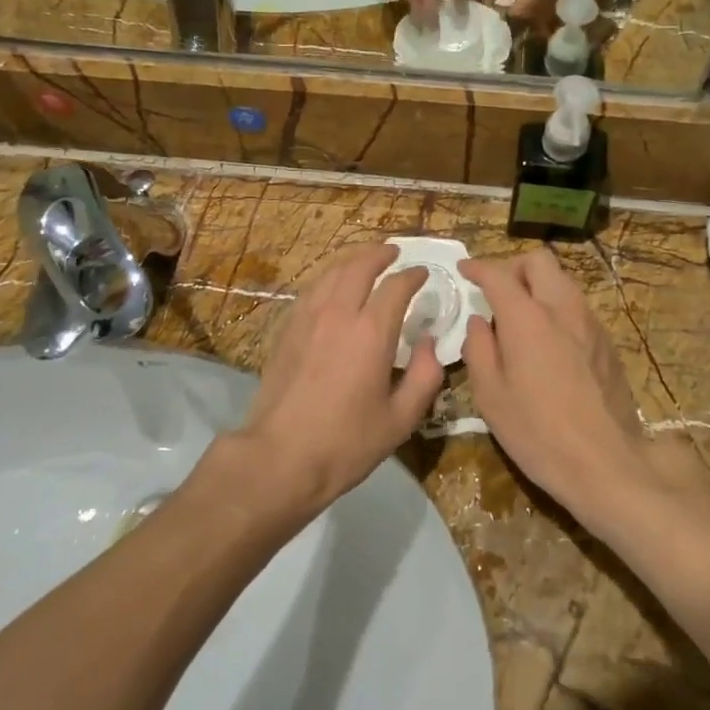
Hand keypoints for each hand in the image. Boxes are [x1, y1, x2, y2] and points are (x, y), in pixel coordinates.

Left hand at [235, 242, 444, 511]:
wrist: (280, 456)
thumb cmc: (346, 443)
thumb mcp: (400, 419)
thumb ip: (424, 377)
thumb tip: (429, 343)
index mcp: (371, 332)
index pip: (396, 286)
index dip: (413, 276)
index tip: (423, 274)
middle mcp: (339, 313)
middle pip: (360, 266)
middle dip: (380, 254)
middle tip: (394, 253)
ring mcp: (307, 318)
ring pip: (331, 272)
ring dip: (352, 260)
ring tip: (365, 261)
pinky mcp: (287, 329)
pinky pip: (311, 289)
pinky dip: (328, 278)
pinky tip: (333, 286)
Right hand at [457, 251, 663, 527]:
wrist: (607, 464)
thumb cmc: (538, 432)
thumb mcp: (490, 395)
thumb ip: (479, 348)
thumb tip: (479, 322)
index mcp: (527, 317)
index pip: (498, 274)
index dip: (477, 267)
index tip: (464, 269)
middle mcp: (562, 308)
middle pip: (539, 261)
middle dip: (513, 267)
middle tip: (496, 292)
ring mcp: (590, 323)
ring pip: (562, 281)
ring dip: (538, 287)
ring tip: (520, 319)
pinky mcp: (608, 342)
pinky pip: (577, 307)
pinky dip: (556, 309)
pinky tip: (548, 343)